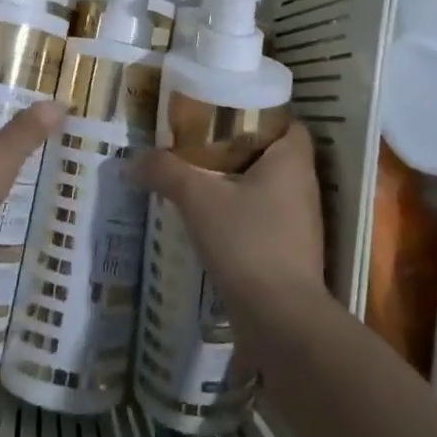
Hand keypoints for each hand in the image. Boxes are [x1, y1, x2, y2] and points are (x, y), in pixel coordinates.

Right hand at [133, 121, 327, 319]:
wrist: (280, 321)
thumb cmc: (247, 242)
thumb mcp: (198, 199)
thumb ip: (166, 171)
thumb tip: (132, 161)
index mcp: (293, 161)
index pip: (287, 122)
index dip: (260, 114)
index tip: (225, 114)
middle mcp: (304, 187)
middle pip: (274, 154)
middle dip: (240, 148)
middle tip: (202, 143)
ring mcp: (301, 224)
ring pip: (269, 189)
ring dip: (239, 184)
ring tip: (201, 178)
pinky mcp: (292, 255)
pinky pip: (266, 219)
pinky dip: (243, 215)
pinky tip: (212, 221)